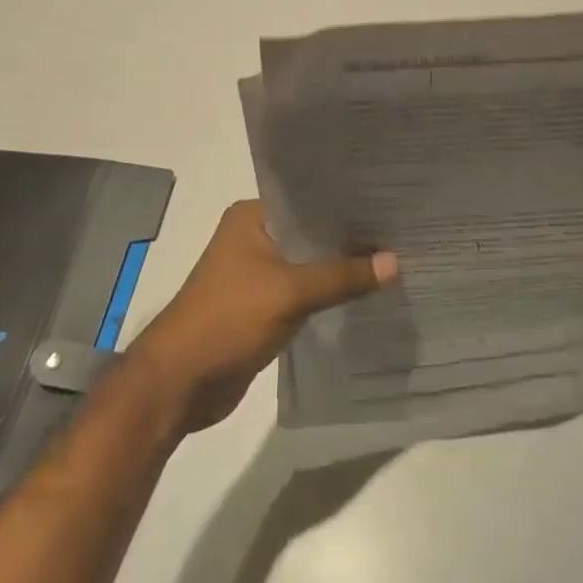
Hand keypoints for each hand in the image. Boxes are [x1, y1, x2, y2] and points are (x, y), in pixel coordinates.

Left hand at [128, 200, 395, 431]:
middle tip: (402, 231)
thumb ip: (342, 276)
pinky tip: (366, 293)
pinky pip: (305, 291)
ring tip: (394, 259)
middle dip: (350, 237)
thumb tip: (396, 262)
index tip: (391, 201)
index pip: (309, 198)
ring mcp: (258, 272)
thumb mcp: (290, 292)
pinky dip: (330, 293)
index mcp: (252, 217)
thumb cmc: (228, 320)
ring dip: (341, 267)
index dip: (347, 201)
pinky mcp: (264, 305)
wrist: (180, 383)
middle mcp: (254, 237)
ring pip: (310, 263)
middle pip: (312, 232)